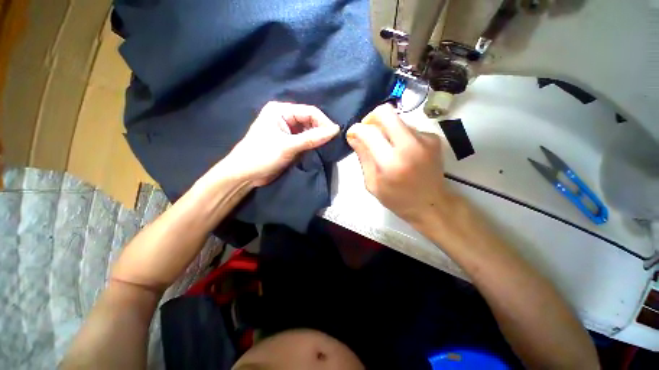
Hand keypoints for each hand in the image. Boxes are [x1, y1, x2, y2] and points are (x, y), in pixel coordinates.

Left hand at [222, 101, 339, 186]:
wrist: (245, 174)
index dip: (323, 122)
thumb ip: (312, 138)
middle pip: (309, 121)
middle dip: (321, 130)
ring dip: (317, 138)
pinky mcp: (288, 142)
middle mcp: (284, 117)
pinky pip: (305, 140)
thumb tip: (335, 131)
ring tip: (328, 146)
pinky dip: (312, 144)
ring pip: (308, 131)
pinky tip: (319, 149)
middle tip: (332, 142)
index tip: (336, 134)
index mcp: (280, 110)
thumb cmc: (262, 155)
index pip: (309, 112)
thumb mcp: (288, 146)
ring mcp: (287, 130)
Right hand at [346, 104, 449, 224]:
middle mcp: (410, 145)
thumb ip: (363, 157)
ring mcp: (425, 138)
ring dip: (386, 129)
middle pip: (386, 112)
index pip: (369, 132)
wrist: (432, 204)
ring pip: (397, 119)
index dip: (356, 129)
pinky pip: (408, 127)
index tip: (353, 134)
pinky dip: (399, 135)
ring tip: (386, 147)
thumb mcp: (372, 183)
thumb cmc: (397, 199)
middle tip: (367, 131)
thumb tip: (353, 135)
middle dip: (371, 118)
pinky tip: (401, 150)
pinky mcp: (433, 137)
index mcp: (391, 162)